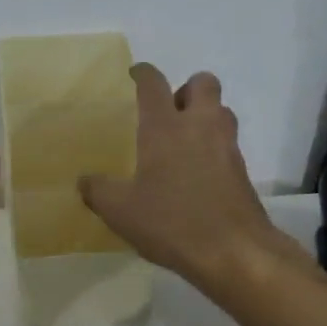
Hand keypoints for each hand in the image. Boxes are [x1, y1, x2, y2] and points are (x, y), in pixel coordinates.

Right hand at [79, 64, 286, 288]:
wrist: (234, 252)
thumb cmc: (172, 222)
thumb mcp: (120, 211)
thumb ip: (98, 190)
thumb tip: (84, 181)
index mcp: (165, 127)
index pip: (153, 84)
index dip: (143, 74)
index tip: (134, 74)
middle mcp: (199, 126)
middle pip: (203, 83)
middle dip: (186, 89)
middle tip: (168, 112)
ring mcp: (226, 146)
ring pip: (221, 111)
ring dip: (204, 116)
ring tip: (183, 141)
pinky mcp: (242, 170)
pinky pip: (227, 143)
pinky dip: (213, 147)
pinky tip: (196, 174)